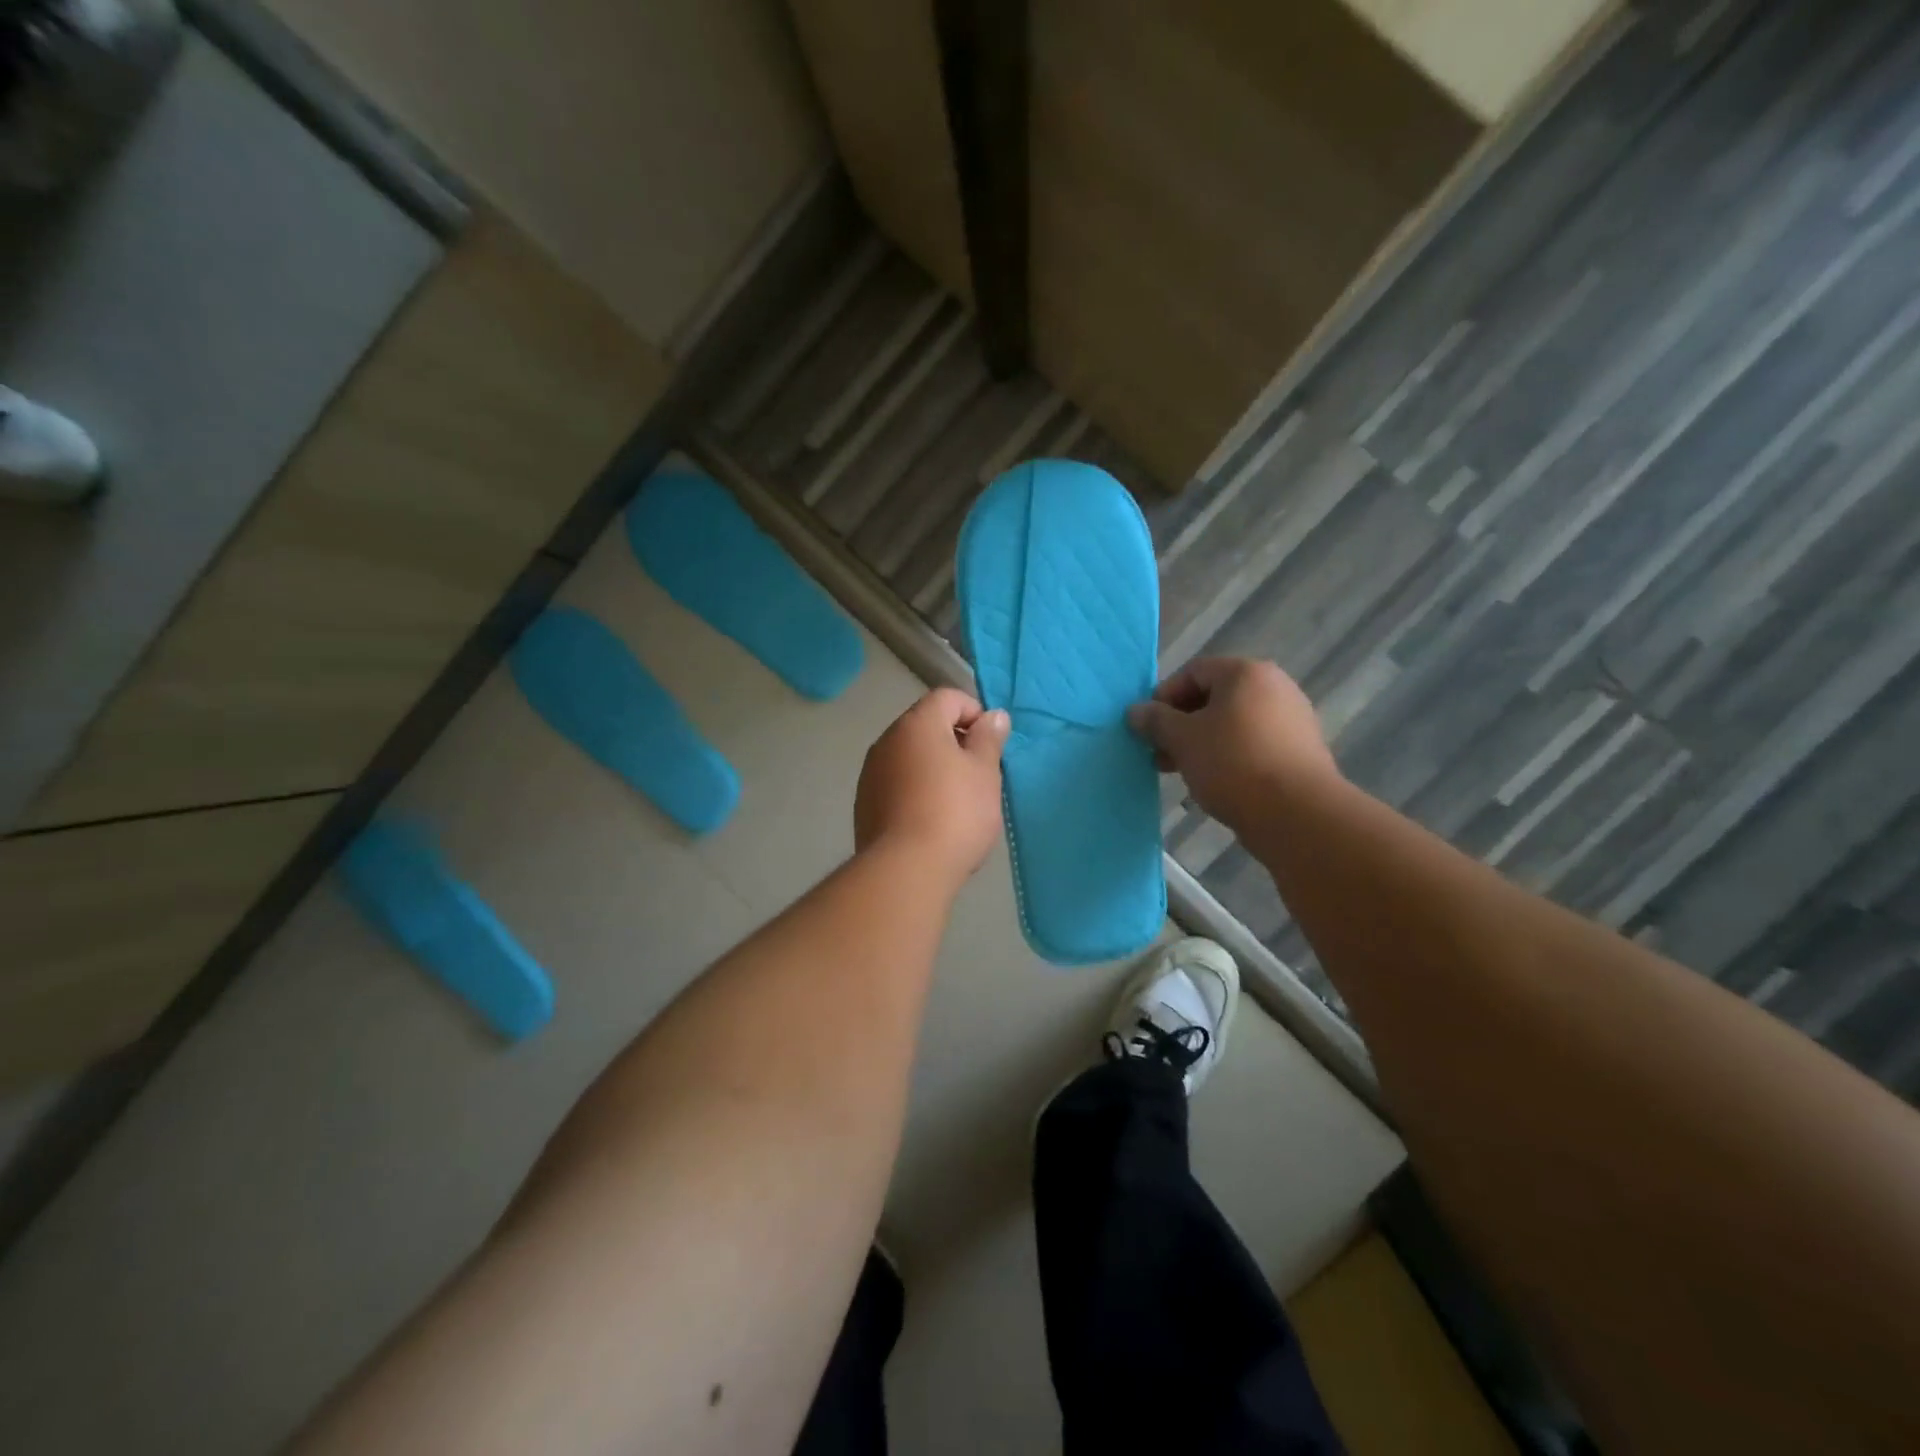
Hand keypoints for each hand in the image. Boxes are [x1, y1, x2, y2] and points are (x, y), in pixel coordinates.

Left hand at [855, 688, 1010, 883]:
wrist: (905, 870)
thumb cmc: (955, 813)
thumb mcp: (984, 772)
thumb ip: (989, 739)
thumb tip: (994, 716)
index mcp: (917, 724)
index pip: (947, 697)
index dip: (974, 712)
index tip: (990, 744)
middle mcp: (887, 740)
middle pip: (926, 726)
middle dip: (954, 742)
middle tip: (978, 775)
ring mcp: (870, 773)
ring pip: (909, 756)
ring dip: (933, 767)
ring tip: (956, 802)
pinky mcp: (864, 804)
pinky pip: (896, 783)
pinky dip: (915, 790)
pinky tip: (931, 821)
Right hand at [1126, 657, 1339, 834]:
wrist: (1296, 813)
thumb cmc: (1232, 763)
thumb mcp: (1182, 739)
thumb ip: (1155, 720)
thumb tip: (1135, 711)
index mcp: (1246, 673)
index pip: (1193, 671)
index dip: (1163, 697)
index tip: (1147, 728)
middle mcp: (1274, 687)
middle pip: (1214, 697)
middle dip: (1180, 724)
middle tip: (1159, 752)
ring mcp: (1291, 719)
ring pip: (1232, 724)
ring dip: (1200, 743)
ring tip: (1180, 771)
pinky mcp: (1299, 751)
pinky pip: (1252, 744)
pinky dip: (1227, 756)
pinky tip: (1213, 782)